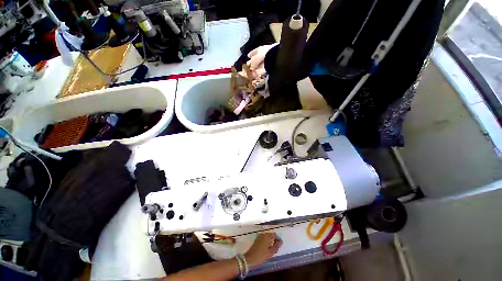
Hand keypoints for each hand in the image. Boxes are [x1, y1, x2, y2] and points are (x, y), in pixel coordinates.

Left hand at [244, 233, 282, 267]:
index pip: (275, 235)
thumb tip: (281, 242)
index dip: (278, 240)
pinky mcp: (257, 239)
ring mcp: (260, 236)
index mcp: (267, 236)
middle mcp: (263, 234)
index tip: (280, 246)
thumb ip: (276, 246)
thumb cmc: (261, 255)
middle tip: (276, 248)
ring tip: (272, 249)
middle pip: (271, 235)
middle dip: (275, 240)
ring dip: (271, 241)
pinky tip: (267, 248)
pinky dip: (267, 241)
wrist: (250, 258)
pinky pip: (264, 238)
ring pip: (268, 236)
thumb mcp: (270, 252)